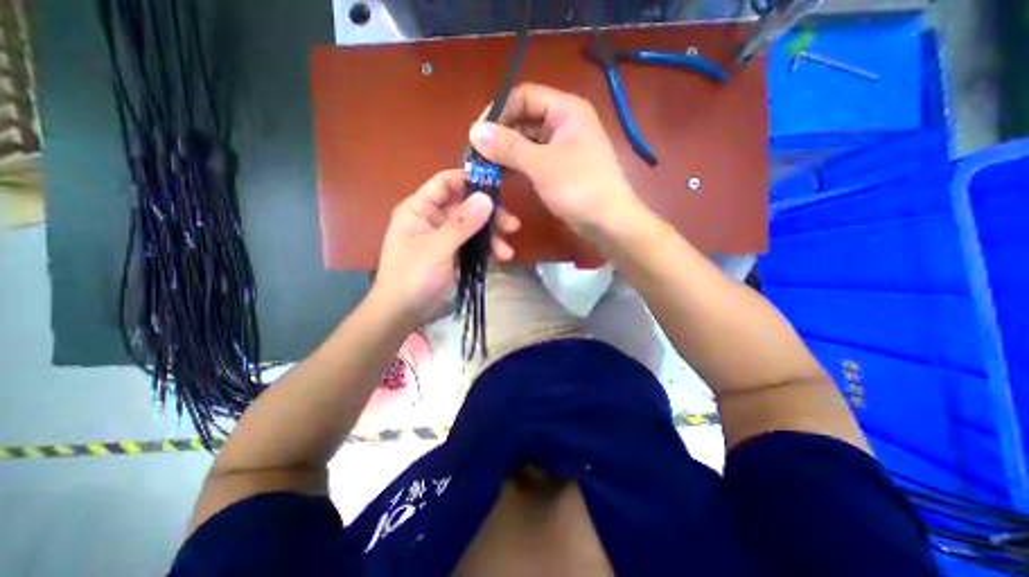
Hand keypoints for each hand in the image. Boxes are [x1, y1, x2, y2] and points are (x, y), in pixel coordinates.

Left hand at [373, 168, 523, 326]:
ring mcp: (443, 237)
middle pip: (464, 207)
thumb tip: (487, 198)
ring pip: (471, 227)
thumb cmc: (413, 277)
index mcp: (419, 209)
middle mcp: (432, 218)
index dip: (469, 180)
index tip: (496, 186)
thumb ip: (462, 224)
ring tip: (509, 250)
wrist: (403, 312)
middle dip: (489, 215)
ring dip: (491, 236)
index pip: (445, 183)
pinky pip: (471, 244)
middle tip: (512, 225)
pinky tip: (501, 258)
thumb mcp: (437, 248)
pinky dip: (485, 250)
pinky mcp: (451, 253)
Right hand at [468, 82, 640, 239]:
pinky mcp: (559, 168)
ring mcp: (562, 146)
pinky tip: (502, 176)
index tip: (478, 136)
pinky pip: (533, 159)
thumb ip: (509, 146)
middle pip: (523, 118)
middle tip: (478, 156)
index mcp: (566, 110)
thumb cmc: (580, 188)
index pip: (523, 96)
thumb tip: (474, 131)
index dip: (498, 112)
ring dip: (506, 152)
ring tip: (485, 168)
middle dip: (500, 135)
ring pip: (526, 141)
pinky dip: (517, 165)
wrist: (609, 222)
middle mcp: (564, 123)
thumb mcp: (542, 165)